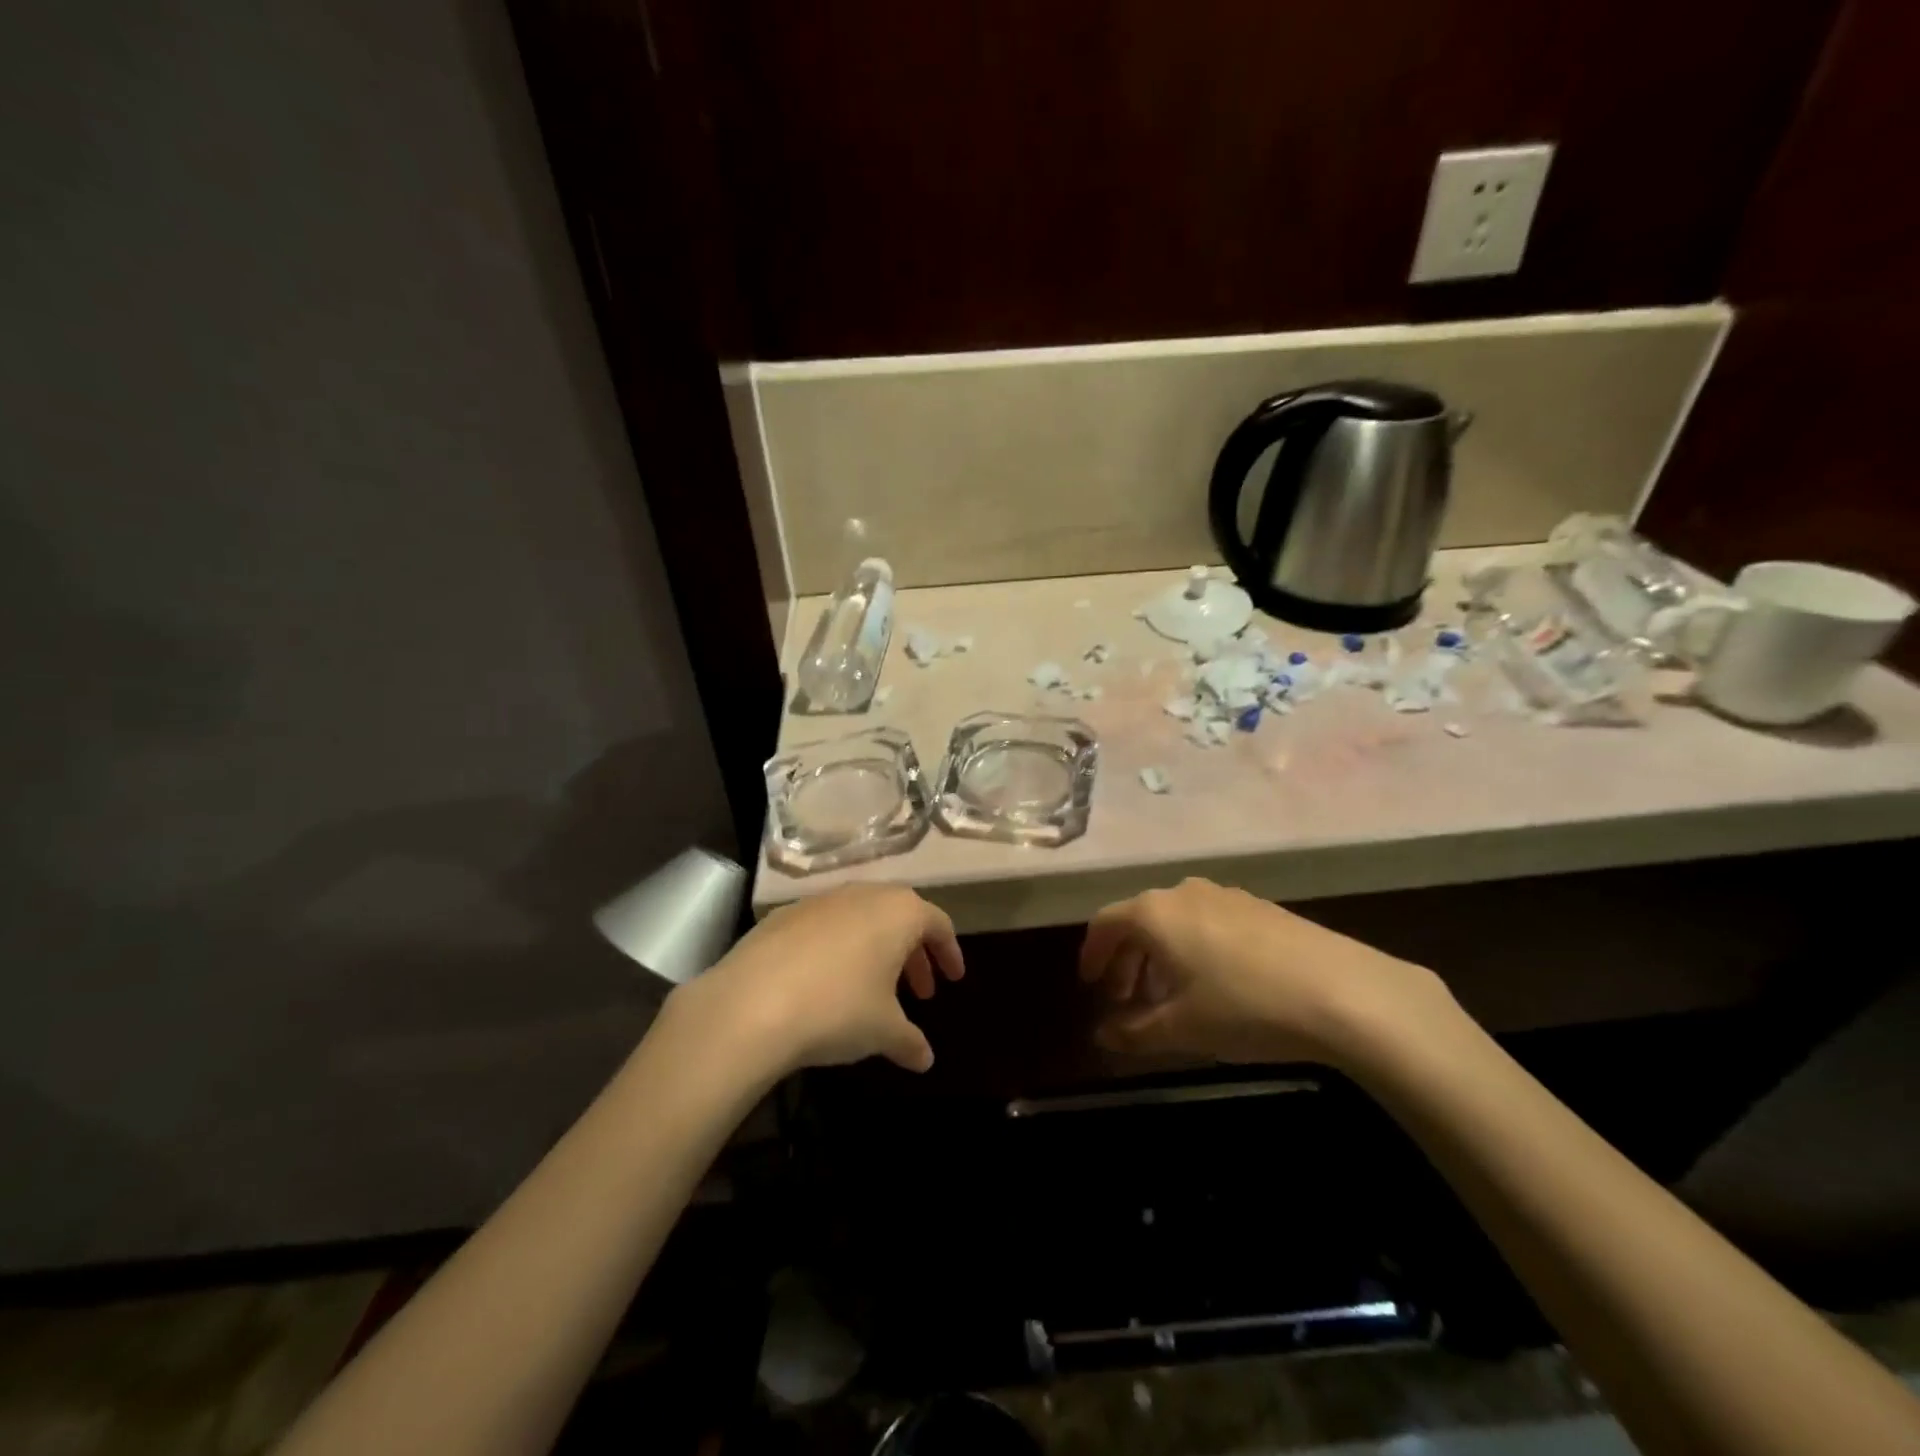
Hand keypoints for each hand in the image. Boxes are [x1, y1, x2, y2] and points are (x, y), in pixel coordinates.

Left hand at [667, 885, 963, 1077]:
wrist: (751, 1003)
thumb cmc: (838, 1009)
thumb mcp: (884, 1031)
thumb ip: (911, 1041)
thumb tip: (925, 1059)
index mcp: (899, 912)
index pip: (937, 924)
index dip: (949, 952)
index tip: (953, 980)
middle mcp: (864, 894)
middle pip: (900, 917)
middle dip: (914, 954)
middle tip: (920, 992)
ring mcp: (821, 900)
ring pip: (862, 919)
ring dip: (876, 950)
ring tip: (874, 989)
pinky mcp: (784, 914)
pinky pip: (826, 927)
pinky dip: (838, 949)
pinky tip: (827, 983)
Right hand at [1079, 878, 1450, 1066]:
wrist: (1343, 992)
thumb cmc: (1244, 1007)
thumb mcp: (1182, 1029)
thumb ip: (1133, 1032)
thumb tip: (1104, 1035)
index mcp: (1155, 913)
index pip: (1105, 924)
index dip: (1092, 955)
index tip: (1090, 987)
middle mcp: (1184, 892)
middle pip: (1139, 920)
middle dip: (1126, 960)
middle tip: (1126, 999)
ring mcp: (1226, 895)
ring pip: (1176, 921)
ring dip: (1161, 955)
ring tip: (1170, 996)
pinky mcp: (1261, 907)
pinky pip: (1209, 922)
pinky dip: (1194, 948)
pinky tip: (1215, 984)